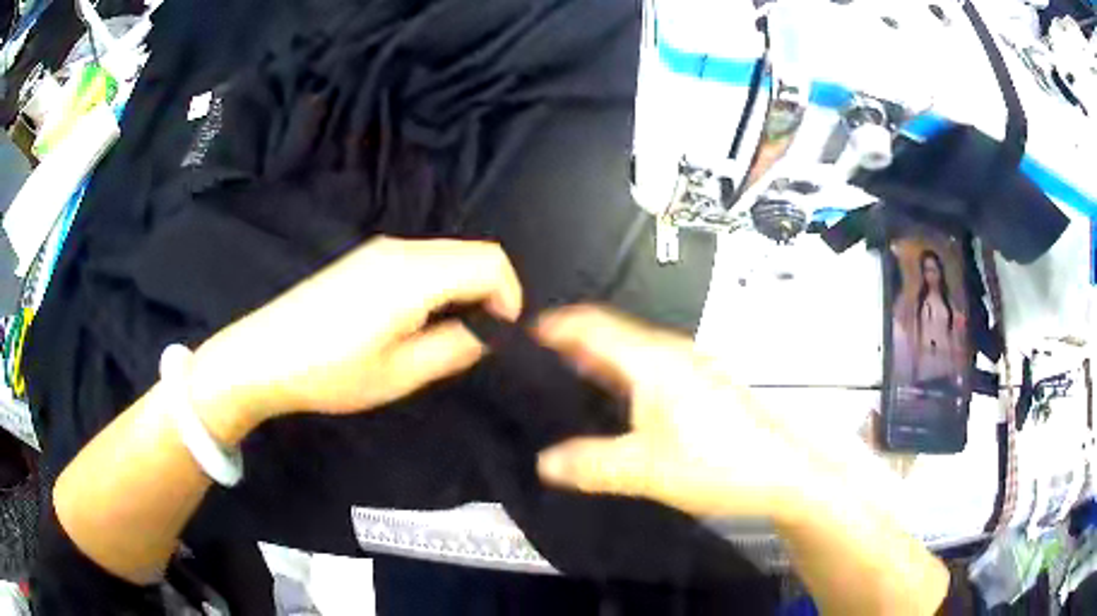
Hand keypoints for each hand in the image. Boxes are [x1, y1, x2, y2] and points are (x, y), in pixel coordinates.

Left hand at [187, 238, 522, 442]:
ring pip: (448, 256)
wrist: (263, 355)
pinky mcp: (365, 258)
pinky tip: (418, 319)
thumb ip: (453, 349)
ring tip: (449, 334)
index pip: (490, 261)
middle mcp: (401, 250)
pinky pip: (422, 261)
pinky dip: (440, 284)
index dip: (510, 295)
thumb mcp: (398, 374)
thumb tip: (487, 334)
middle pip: (472, 253)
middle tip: (479, 339)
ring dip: (464, 289)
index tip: (503, 335)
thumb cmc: (329, 372)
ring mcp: (379, 250)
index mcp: (413, 275)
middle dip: (490, 292)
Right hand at [534, 305, 821, 521]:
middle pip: (611, 334)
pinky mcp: (703, 385)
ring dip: (597, 360)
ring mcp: (692, 367)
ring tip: (565, 381)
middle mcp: (672, 353)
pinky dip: (621, 376)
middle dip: (571, 343)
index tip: (523, 334)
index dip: (555, 325)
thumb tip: (544, 462)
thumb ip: (590, 464)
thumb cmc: (719, 463)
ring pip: (632, 351)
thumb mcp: (646, 470)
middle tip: (535, 363)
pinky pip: (650, 368)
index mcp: (653, 360)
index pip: (592, 325)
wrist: (782, 472)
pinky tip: (616, 403)